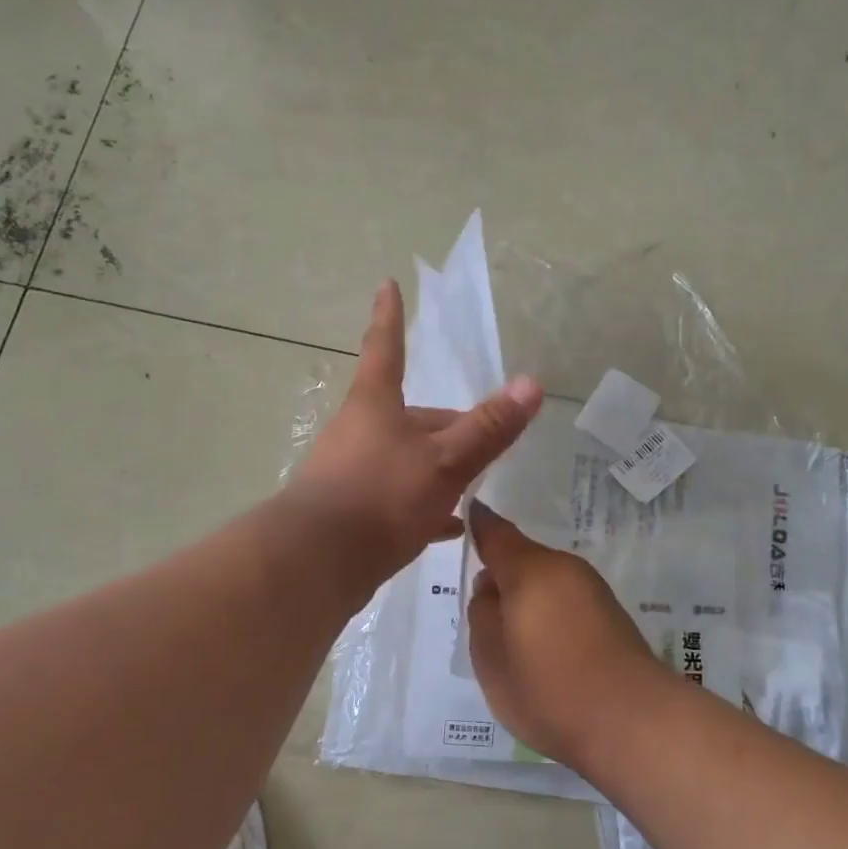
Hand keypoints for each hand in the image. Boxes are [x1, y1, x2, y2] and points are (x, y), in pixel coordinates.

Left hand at [290, 281, 542, 578]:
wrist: (315, 564)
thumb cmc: (381, 495)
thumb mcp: (445, 460)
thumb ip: (488, 427)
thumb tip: (532, 383)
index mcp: (376, 405)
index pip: (387, 347)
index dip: (390, 316)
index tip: (387, 284)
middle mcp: (359, 431)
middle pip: (410, 416)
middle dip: (448, 425)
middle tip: (488, 439)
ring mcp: (352, 473)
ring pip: (405, 459)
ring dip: (438, 467)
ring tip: (474, 482)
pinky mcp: (352, 513)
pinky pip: (397, 499)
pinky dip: (425, 506)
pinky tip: (449, 525)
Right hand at [466, 501, 667, 768]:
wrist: (632, 721)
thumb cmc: (549, 688)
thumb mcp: (491, 657)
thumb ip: (482, 614)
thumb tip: (491, 587)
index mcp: (531, 569)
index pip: (496, 534)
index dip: (479, 525)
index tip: (469, 512)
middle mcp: (565, 569)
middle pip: (524, 560)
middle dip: (502, 578)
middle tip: (483, 617)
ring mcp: (593, 590)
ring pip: (546, 582)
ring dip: (528, 600)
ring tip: (515, 644)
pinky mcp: (612, 615)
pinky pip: (567, 601)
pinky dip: (550, 615)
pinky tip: (547, 653)